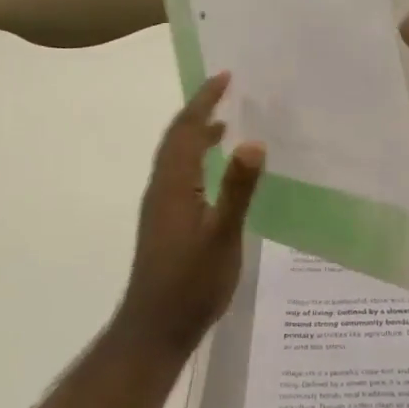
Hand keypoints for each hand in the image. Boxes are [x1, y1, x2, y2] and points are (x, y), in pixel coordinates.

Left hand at [115, 73, 265, 355]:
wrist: (155, 330)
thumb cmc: (191, 284)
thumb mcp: (222, 236)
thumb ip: (237, 189)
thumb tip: (253, 141)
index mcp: (173, 184)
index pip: (187, 130)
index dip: (204, 101)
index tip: (224, 77)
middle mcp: (162, 188)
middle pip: (177, 138)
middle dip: (199, 110)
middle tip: (226, 90)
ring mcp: (161, 206)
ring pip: (176, 157)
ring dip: (197, 133)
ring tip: (225, 123)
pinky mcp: (165, 222)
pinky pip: (180, 174)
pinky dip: (197, 158)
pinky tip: (215, 172)